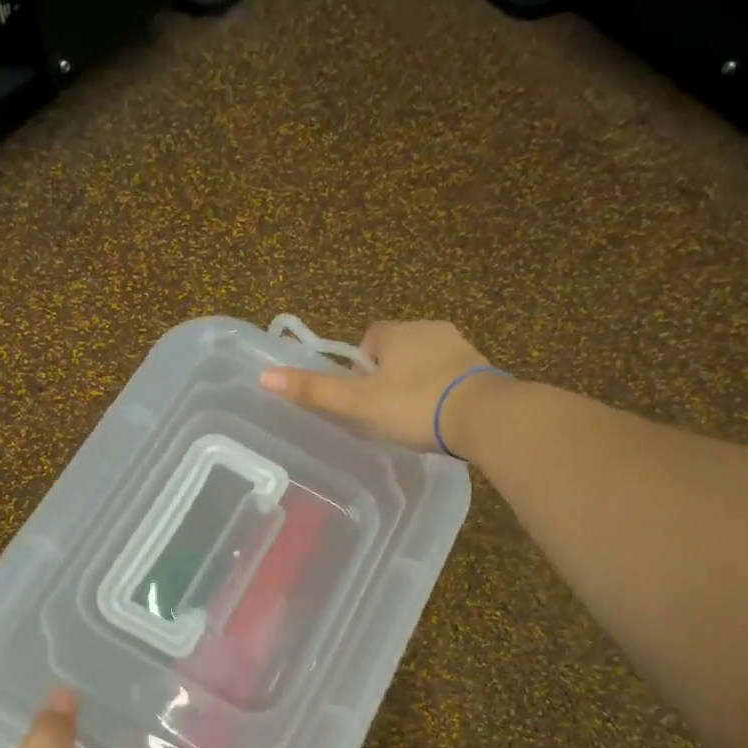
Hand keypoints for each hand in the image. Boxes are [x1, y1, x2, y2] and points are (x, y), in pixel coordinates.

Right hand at [258, 319, 494, 453]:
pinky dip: (444, 392)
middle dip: (390, 374)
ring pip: (427, 362)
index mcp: (396, 332)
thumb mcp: (358, 403)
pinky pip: (453, 376)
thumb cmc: (413, 406)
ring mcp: (460, 347)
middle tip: (386, 412)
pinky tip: (441, 418)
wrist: (481, 416)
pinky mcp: (482, 369)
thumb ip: (315, 392)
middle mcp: (429, 329)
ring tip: (414, 419)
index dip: (362, 366)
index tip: (363, 395)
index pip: (370, 338)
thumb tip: (265, 377)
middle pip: (399, 349)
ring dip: (418, 383)